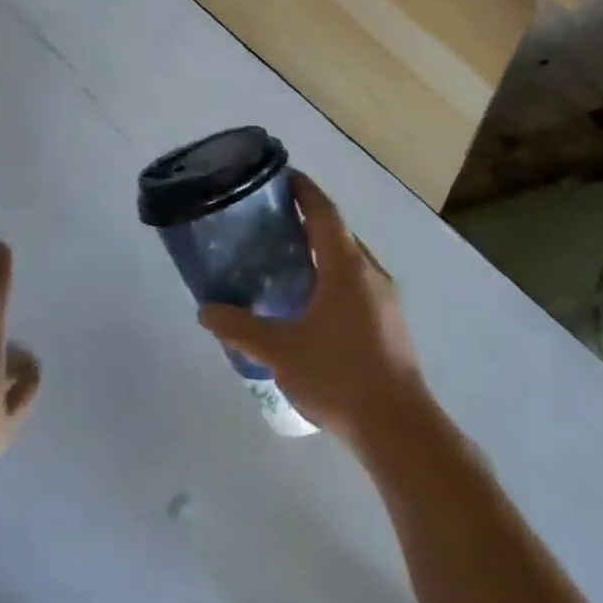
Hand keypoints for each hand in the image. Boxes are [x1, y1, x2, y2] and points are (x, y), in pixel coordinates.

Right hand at [197, 173, 429, 450]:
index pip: (323, 210)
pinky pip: (356, 284)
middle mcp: (370, 271)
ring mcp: (384, 298)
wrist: (397, 426)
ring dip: (320, 252)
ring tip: (284, 260)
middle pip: (337, 232)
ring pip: (348, 260)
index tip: (279, 176)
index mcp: (346, 265)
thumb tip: (204, 311)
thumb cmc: (338, 375)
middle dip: (306, 220)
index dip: (303, 189)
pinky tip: (309, 303)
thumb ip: (240, 328)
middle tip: (268, 222)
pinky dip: (331, 278)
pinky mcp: (389, 323)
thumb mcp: (280, 351)